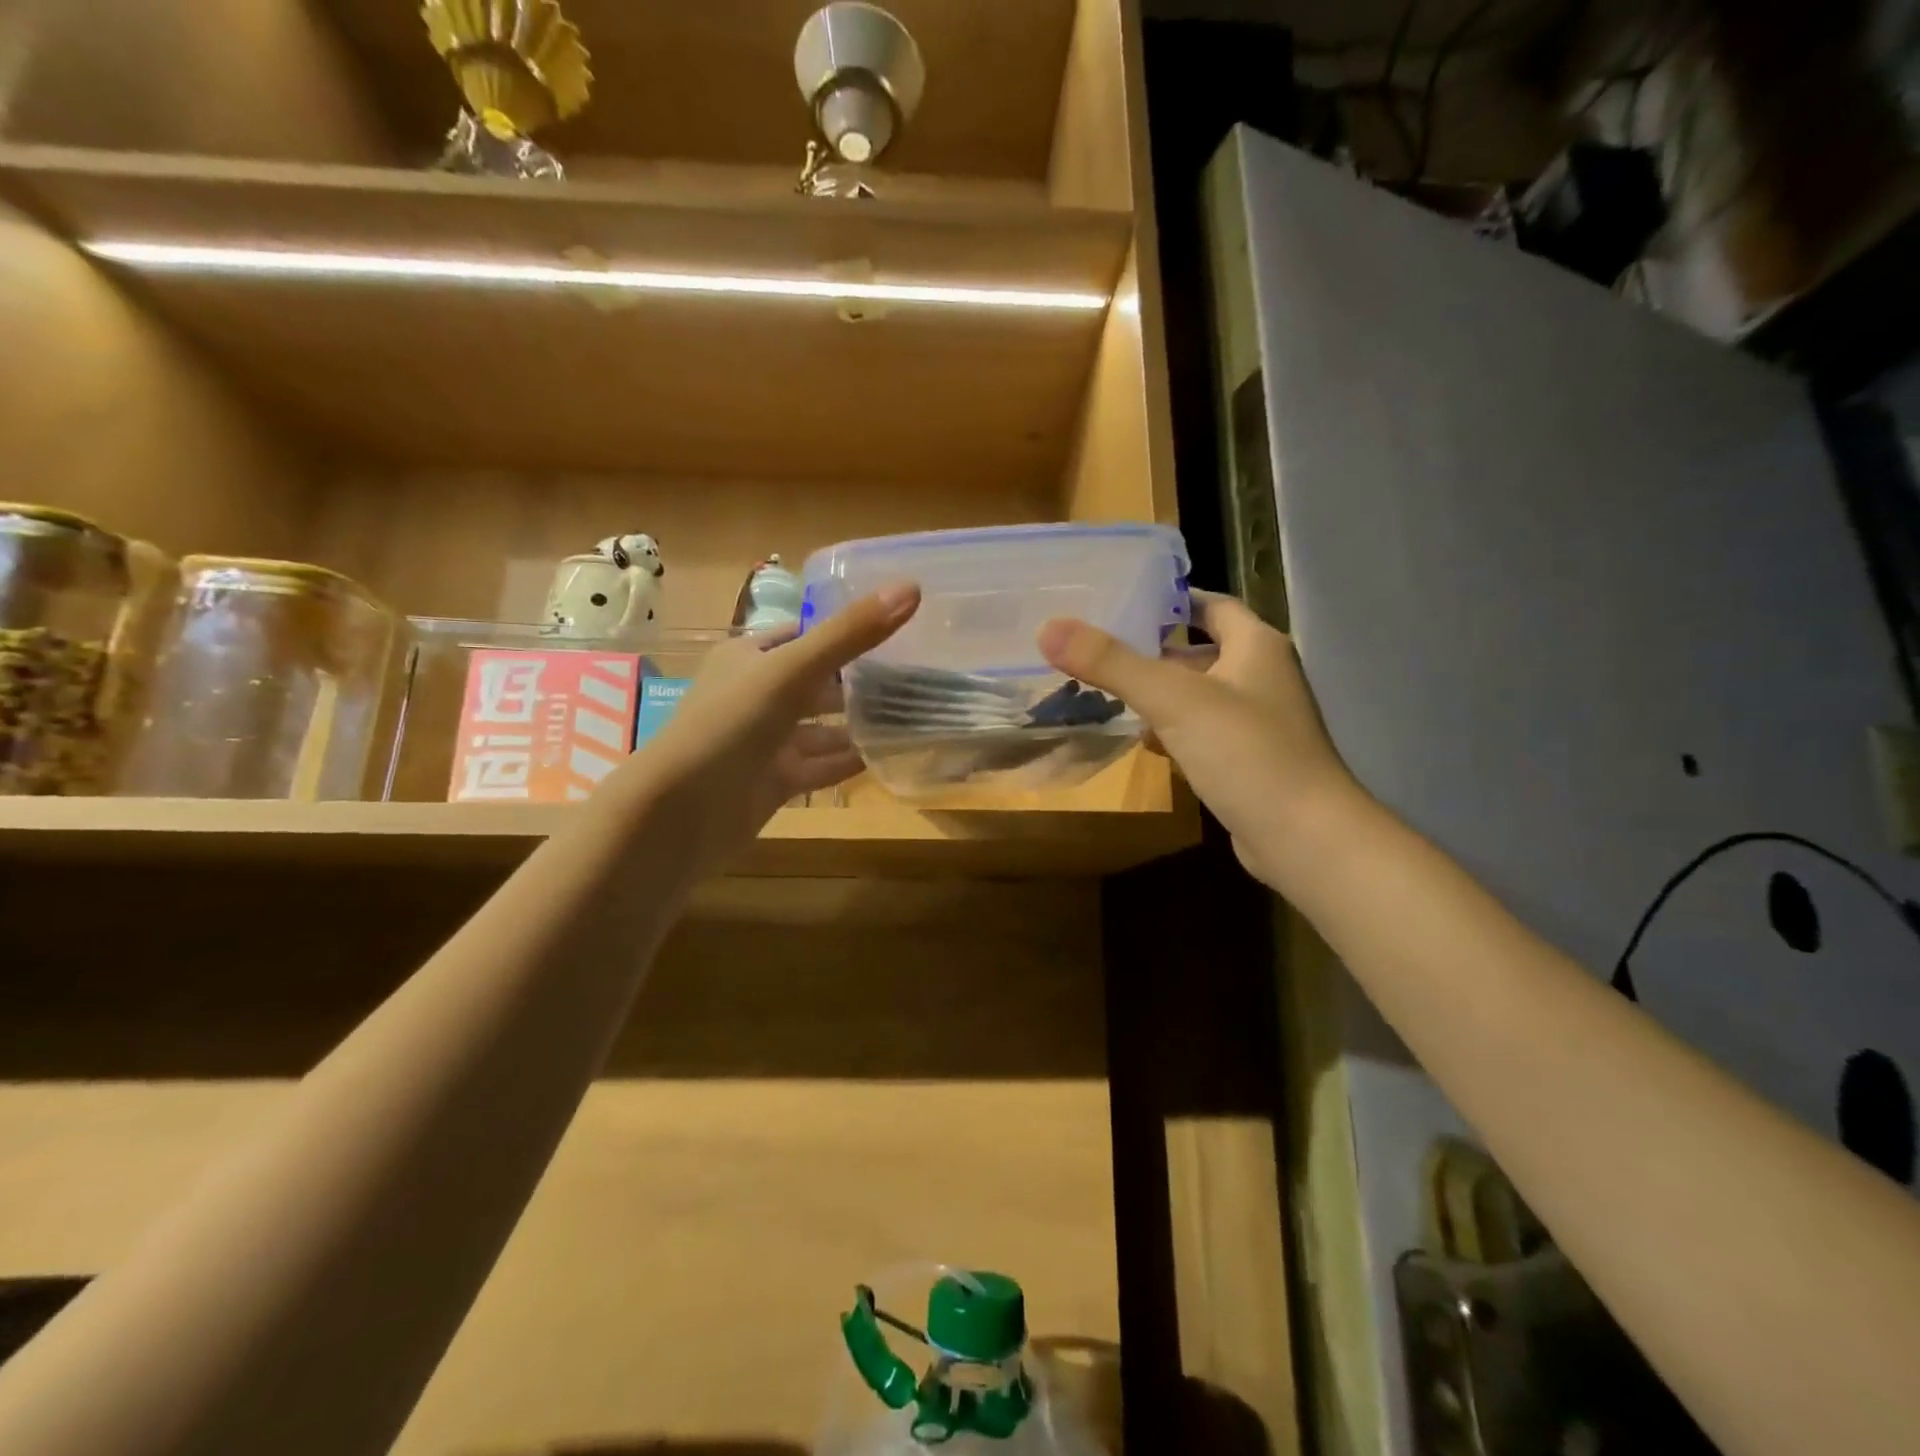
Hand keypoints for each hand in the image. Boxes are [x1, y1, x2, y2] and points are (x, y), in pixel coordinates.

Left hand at [613, 584, 920, 881]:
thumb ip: (850, 633)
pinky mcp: (772, 782)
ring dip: (858, 725)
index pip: (806, 634)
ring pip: (820, 728)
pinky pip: (819, 767)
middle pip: (818, 683)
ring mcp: (764, 742)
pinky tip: (885, 758)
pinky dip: (847, 762)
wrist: (681, 813)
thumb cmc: (730, 725)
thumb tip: (911, 587)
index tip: (899, 630)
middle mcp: (755, 695)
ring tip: (910, 718)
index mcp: (749, 657)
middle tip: (916, 680)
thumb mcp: (791, 670)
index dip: (847, 631)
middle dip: (860, 683)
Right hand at [1038, 590, 1359, 889]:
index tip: (1120, 603)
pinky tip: (1143, 741)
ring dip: (1159, 693)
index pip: (1210, 605)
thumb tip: (1049, 628)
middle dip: (1153, 651)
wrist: (1304, 838)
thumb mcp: (1172, 700)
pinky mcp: (1250, 761)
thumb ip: (1111, 663)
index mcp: (1256, 645)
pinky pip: (1203, 732)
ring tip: (1107, 691)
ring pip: (1198, 694)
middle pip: (1200, 650)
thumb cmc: (1245, 753)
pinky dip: (1173, 731)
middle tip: (1100, 649)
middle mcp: (1263, 676)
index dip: (1168, 601)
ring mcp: (1259, 722)